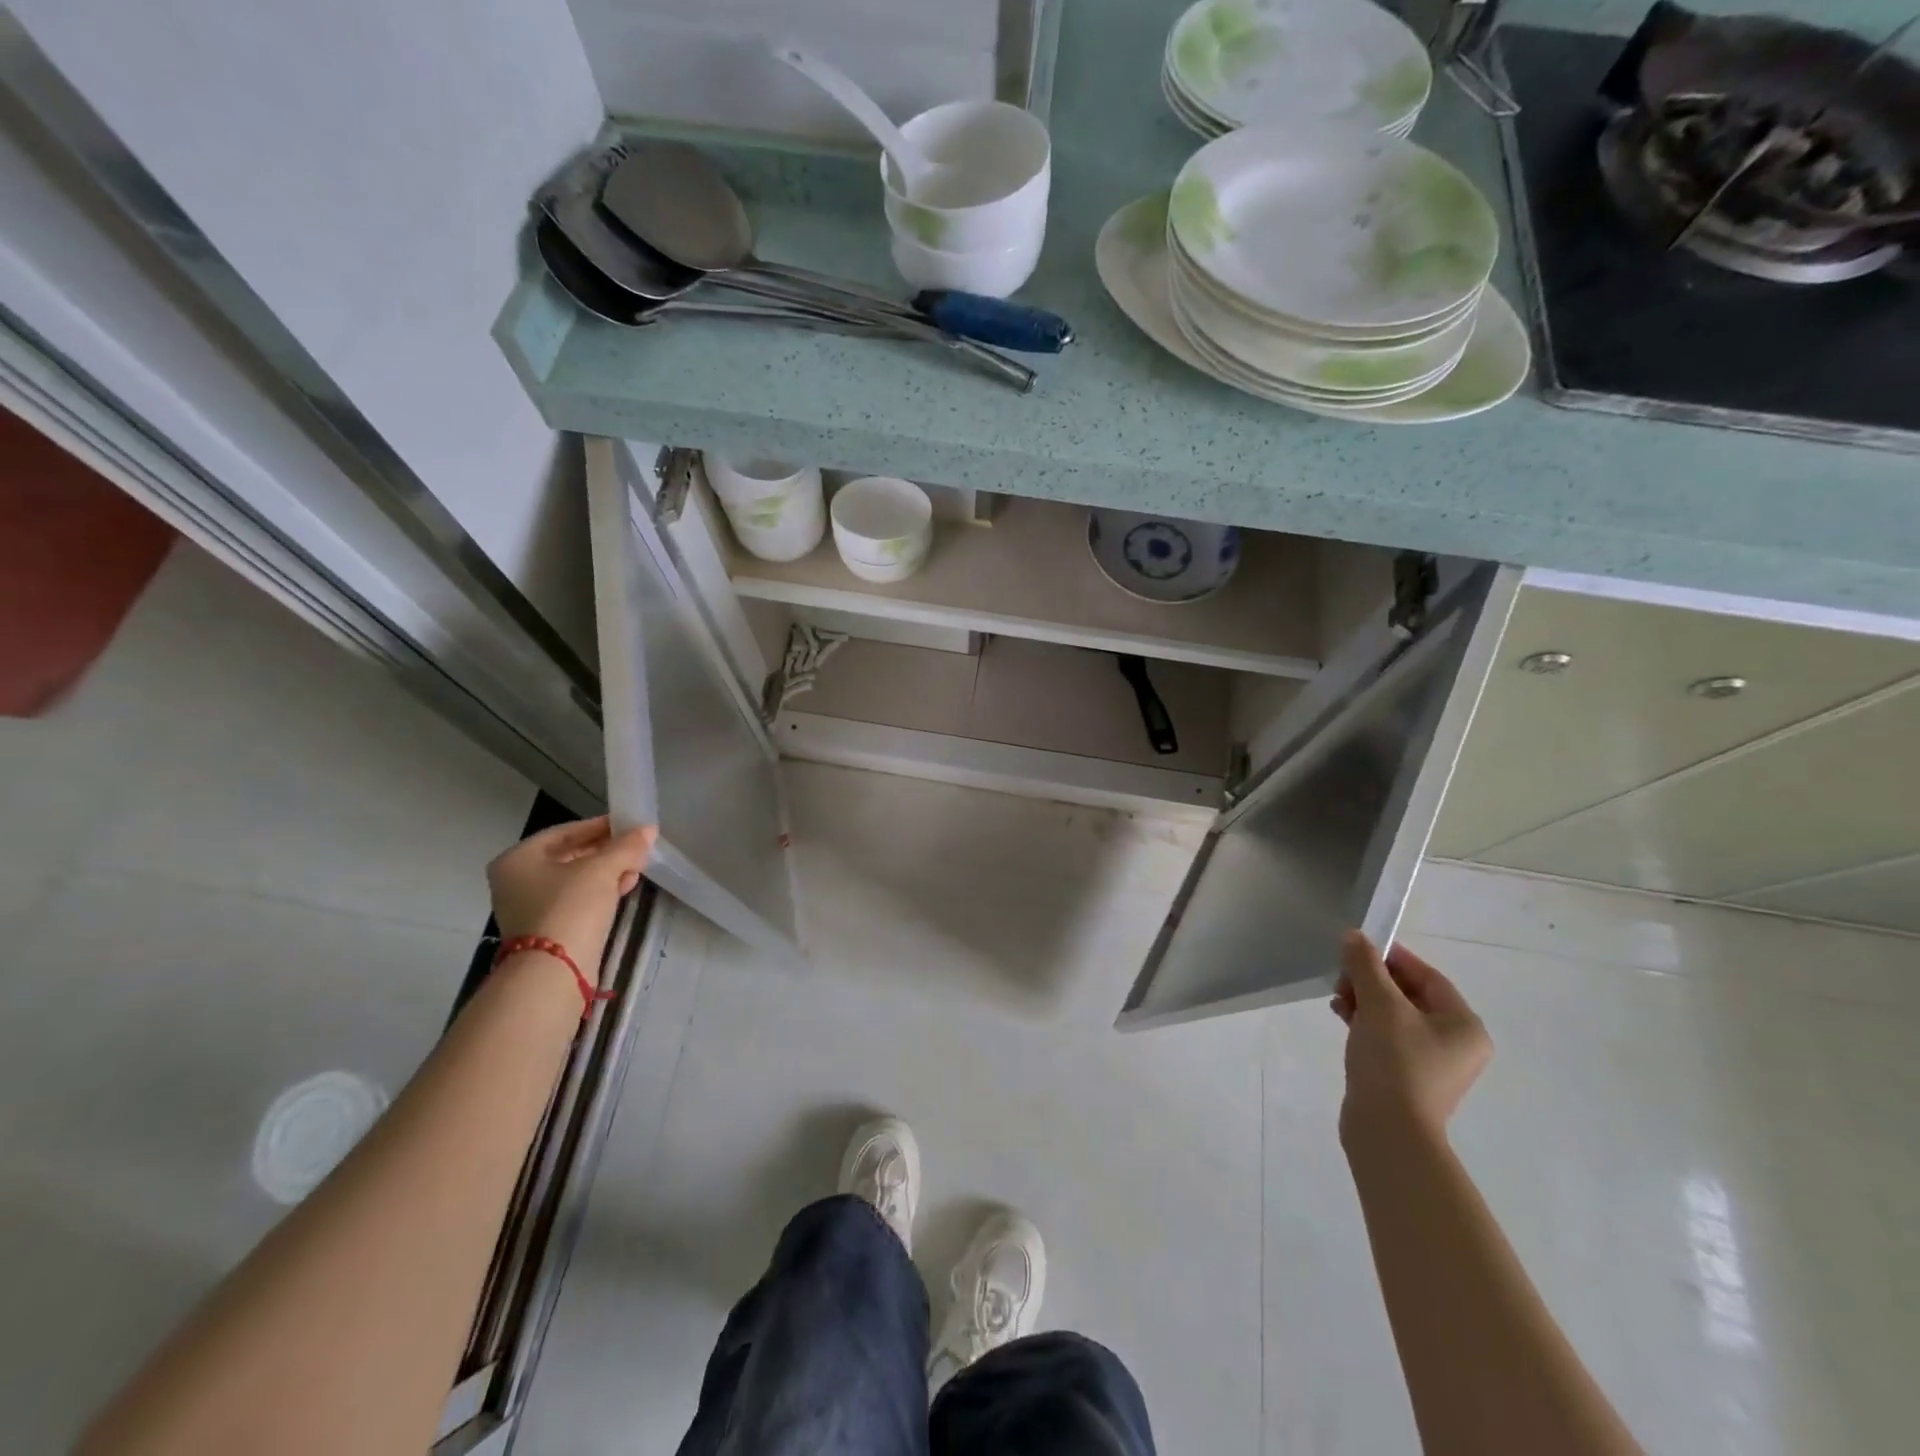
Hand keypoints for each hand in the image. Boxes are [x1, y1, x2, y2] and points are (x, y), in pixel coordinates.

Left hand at [487, 816, 656, 966]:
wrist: (554, 972)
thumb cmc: (570, 908)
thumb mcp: (602, 869)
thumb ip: (626, 846)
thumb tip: (648, 829)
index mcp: (518, 859)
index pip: (564, 832)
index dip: (599, 826)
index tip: (629, 825)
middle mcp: (517, 881)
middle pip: (569, 856)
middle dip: (606, 851)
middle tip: (636, 847)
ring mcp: (529, 908)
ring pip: (575, 880)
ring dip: (607, 872)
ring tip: (637, 868)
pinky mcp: (546, 930)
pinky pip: (576, 901)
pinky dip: (600, 892)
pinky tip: (625, 888)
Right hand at [1332, 931, 1490, 1148]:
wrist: (1388, 1130)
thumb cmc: (1394, 1061)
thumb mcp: (1379, 1005)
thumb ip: (1366, 966)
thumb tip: (1354, 936)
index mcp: (1464, 1025)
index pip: (1428, 976)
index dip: (1392, 957)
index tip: (1358, 948)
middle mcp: (1456, 1044)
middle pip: (1410, 995)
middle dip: (1372, 980)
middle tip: (1342, 976)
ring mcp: (1433, 1064)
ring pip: (1395, 1016)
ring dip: (1365, 1000)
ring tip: (1337, 998)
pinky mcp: (1408, 1077)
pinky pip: (1388, 1037)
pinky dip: (1366, 1022)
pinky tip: (1342, 1017)